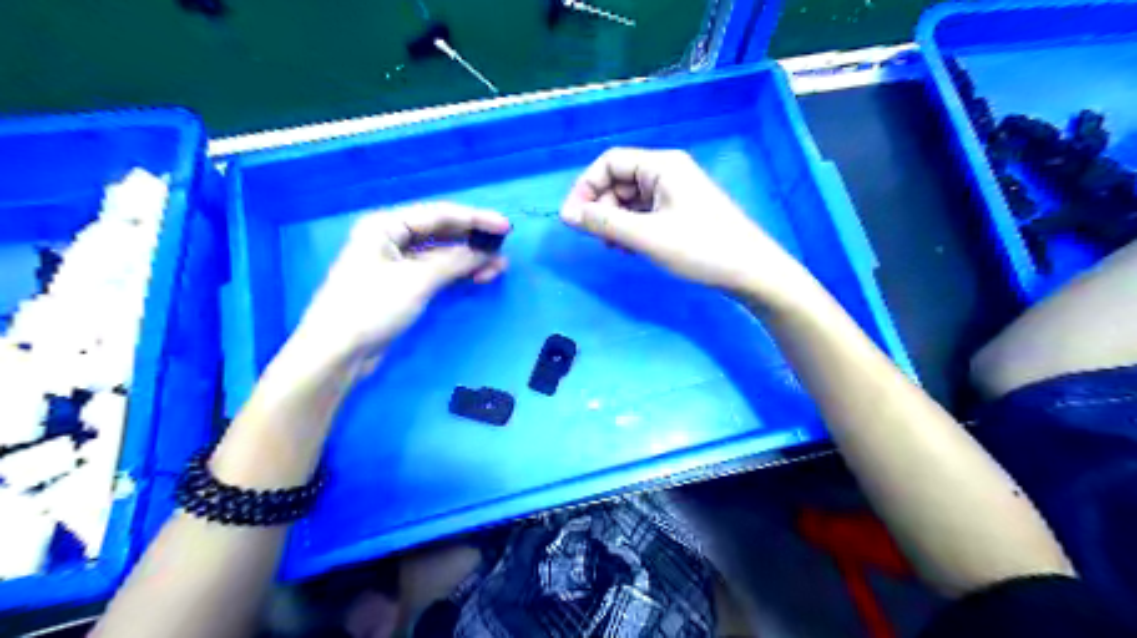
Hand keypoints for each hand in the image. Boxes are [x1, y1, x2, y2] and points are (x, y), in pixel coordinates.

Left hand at [289, 203, 509, 373]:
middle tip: (504, 250)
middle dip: (473, 241)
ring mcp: (396, 263)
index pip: (439, 215)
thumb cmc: (371, 307)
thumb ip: (455, 261)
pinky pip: (436, 271)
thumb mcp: (417, 280)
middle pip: (441, 232)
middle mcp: (391, 238)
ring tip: (497, 269)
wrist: (338, 352)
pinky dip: (456, 274)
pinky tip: (476, 277)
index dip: (475, 219)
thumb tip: (487, 253)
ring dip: (468, 260)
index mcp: (386, 226)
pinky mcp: (402, 286)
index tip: (505, 228)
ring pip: (441, 254)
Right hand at [560, 150, 817, 306]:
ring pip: (631, 200)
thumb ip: (604, 223)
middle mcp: (667, 172)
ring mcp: (676, 193)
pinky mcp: (681, 213)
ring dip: (615, 221)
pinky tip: (631, 249)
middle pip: (619, 180)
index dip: (585, 187)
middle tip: (597, 239)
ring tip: (615, 248)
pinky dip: (632, 228)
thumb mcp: (646, 236)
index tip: (572, 219)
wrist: (751, 272)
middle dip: (601, 207)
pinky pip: (645, 213)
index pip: (609, 162)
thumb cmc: (700, 249)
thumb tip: (567, 214)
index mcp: (661, 165)